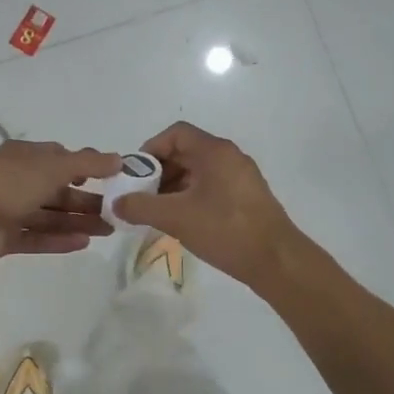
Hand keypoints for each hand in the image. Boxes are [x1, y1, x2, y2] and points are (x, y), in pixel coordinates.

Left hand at [0, 140, 123, 270]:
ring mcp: (8, 210)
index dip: (84, 167)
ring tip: (108, 230)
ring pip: (49, 216)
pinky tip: (83, 244)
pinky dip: (58, 240)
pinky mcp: (4, 238)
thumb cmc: (11, 183)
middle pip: (57, 190)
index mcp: (24, 156)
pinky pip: (36, 238)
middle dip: (85, 200)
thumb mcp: (54, 166)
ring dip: (77, 222)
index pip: (58, 158)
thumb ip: (88, 163)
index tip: (110, 178)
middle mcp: (16, 181)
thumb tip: (119, 159)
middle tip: (116, 212)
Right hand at [112, 123, 303, 287]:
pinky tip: (180, 222)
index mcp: (215, 151)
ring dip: (173, 187)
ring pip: (198, 172)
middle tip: (141, 196)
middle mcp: (229, 157)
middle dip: (159, 172)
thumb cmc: (225, 229)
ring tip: (157, 213)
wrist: (276, 260)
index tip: (135, 175)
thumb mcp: (176, 217)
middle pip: (186, 152)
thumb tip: (116, 203)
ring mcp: (241, 178)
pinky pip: (211, 188)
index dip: (150, 149)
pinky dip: (191, 198)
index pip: (176, 134)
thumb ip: (141, 207)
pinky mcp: (246, 198)